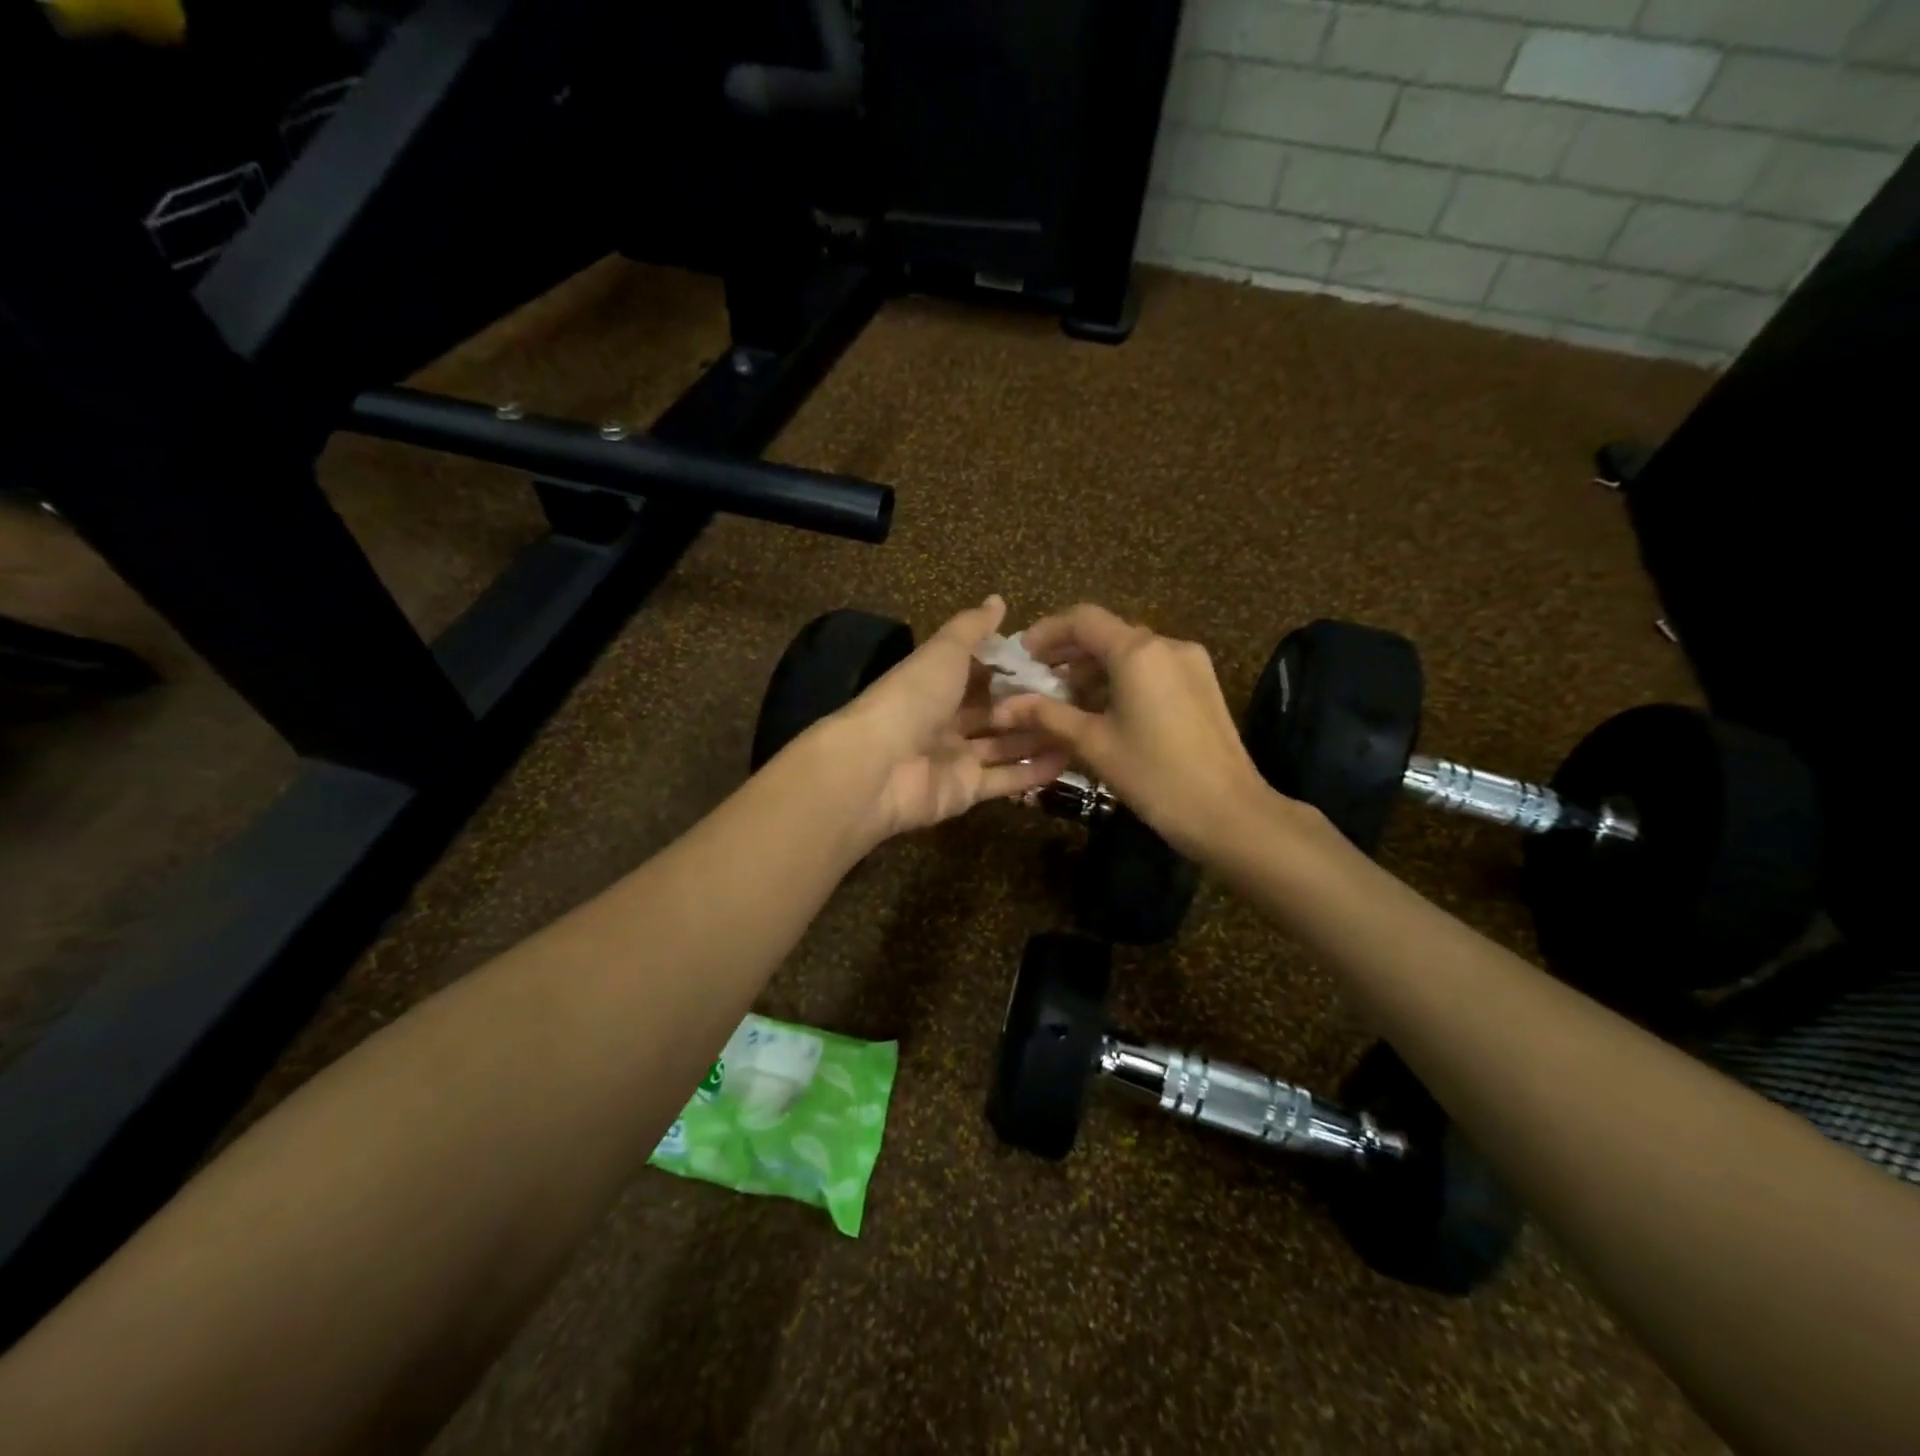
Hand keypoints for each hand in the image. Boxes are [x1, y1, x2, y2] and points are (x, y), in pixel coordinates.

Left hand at [826, 596, 1069, 839]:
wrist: (879, 765)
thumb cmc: (913, 698)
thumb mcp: (944, 651)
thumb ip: (972, 628)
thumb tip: (998, 600)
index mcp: (936, 684)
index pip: (981, 674)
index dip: (1014, 669)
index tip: (1057, 662)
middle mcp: (946, 721)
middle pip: (996, 712)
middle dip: (1032, 706)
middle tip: (1080, 698)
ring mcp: (956, 759)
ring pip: (1005, 746)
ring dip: (1039, 738)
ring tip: (1084, 727)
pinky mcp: (966, 791)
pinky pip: (1006, 780)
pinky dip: (1034, 771)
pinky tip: (1070, 759)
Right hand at [989, 604, 1277, 859]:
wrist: (1229, 813)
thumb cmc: (1154, 775)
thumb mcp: (1093, 744)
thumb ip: (1047, 715)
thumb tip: (1004, 706)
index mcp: (1138, 651)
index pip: (1083, 619)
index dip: (1047, 631)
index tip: (1023, 655)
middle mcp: (1167, 645)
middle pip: (1108, 633)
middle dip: (1069, 652)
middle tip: (1037, 678)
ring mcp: (1190, 664)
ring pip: (1131, 653)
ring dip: (1094, 668)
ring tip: (1065, 699)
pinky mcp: (1202, 686)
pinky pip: (1152, 669)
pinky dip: (1122, 680)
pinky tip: (1104, 710)